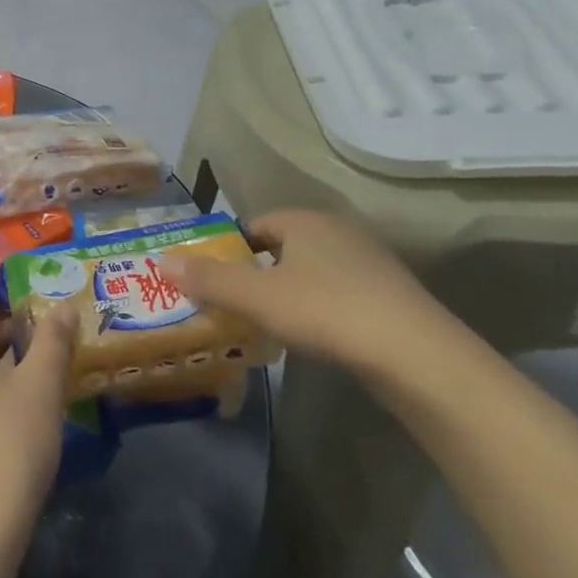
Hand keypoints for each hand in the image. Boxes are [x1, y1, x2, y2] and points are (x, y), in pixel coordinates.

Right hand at [160, 209, 464, 379]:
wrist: (418, 357)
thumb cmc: (326, 312)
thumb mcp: (256, 298)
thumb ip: (208, 279)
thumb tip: (159, 260)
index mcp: (306, 221)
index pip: (254, 224)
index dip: (229, 248)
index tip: (213, 279)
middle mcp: (339, 232)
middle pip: (283, 247)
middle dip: (256, 272)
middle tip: (233, 303)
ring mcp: (372, 264)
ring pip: (312, 272)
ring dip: (288, 292)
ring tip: (267, 324)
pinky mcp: (393, 297)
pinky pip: (340, 294)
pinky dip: (320, 310)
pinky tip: (314, 338)